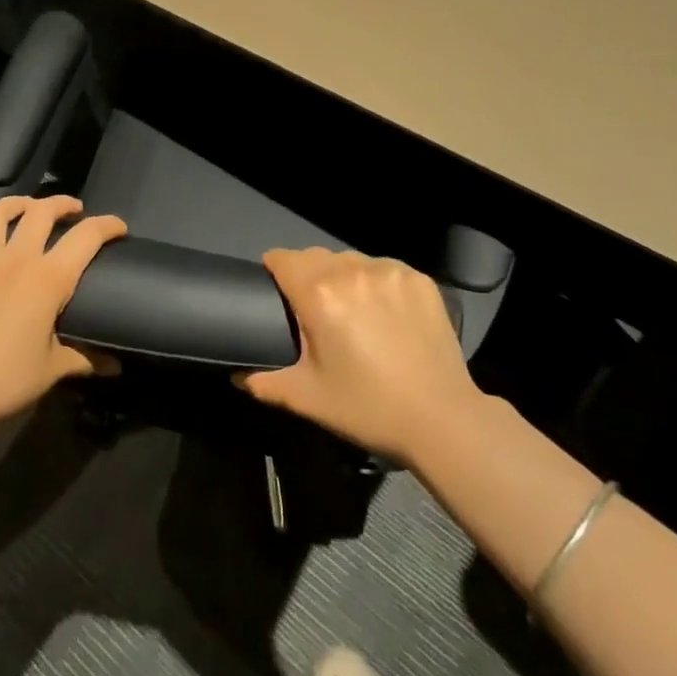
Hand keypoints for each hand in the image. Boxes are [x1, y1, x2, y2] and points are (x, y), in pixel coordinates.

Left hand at [0, 195, 125, 428]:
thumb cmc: (8, 380)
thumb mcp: (54, 368)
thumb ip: (86, 359)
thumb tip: (116, 367)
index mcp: (47, 279)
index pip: (86, 237)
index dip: (107, 225)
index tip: (120, 228)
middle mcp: (14, 261)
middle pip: (40, 213)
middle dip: (61, 204)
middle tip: (74, 210)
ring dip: (13, 204)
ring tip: (26, 206)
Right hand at [239, 247, 479, 463]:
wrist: (441, 419)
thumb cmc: (366, 407)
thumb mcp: (306, 398)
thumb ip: (263, 382)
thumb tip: (235, 374)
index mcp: (319, 293)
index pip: (282, 258)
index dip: (273, 271)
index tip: (275, 292)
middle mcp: (353, 270)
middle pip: (315, 256)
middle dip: (307, 276)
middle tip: (313, 312)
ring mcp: (391, 271)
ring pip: (351, 260)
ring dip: (343, 277)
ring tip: (352, 312)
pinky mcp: (420, 279)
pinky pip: (385, 269)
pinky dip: (377, 283)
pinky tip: (385, 313)